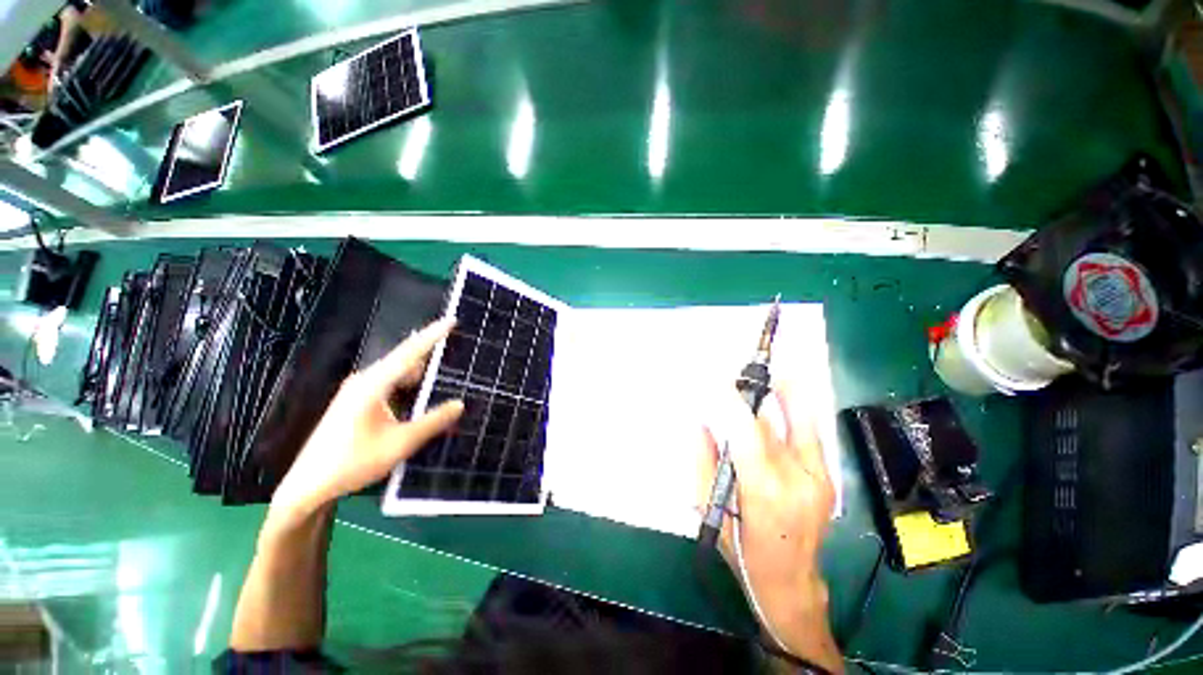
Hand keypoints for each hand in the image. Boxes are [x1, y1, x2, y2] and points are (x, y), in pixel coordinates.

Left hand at [269, 318, 463, 526]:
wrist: (308, 487)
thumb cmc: (353, 462)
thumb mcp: (400, 443)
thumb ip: (432, 422)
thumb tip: (460, 404)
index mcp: (373, 385)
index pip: (409, 353)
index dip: (433, 335)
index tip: (452, 320)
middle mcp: (364, 381)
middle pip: (403, 360)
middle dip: (430, 354)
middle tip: (457, 349)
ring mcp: (358, 392)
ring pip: (396, 374)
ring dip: (420, 373)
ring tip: (446, 373)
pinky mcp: (356, 403)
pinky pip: (389, 385)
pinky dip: (408, 386)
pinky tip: (421, 395)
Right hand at [697, 384, 838, 669]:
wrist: (792, 581)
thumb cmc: (743, 551)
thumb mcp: (710, 510)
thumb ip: (703, 462)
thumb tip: (702, 424)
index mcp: (764, 492)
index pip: (747, 433)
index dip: (732, 402)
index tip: (717, 379)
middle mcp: (797, 479)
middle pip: (771, 423)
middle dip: (750, 393)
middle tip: (734, 373)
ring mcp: (819, 477)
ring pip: (796, 421)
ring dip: (775, 393)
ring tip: (757, 374)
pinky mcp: (827, 476)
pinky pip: (809, 431)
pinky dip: (794, 408)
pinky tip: (784, 389)